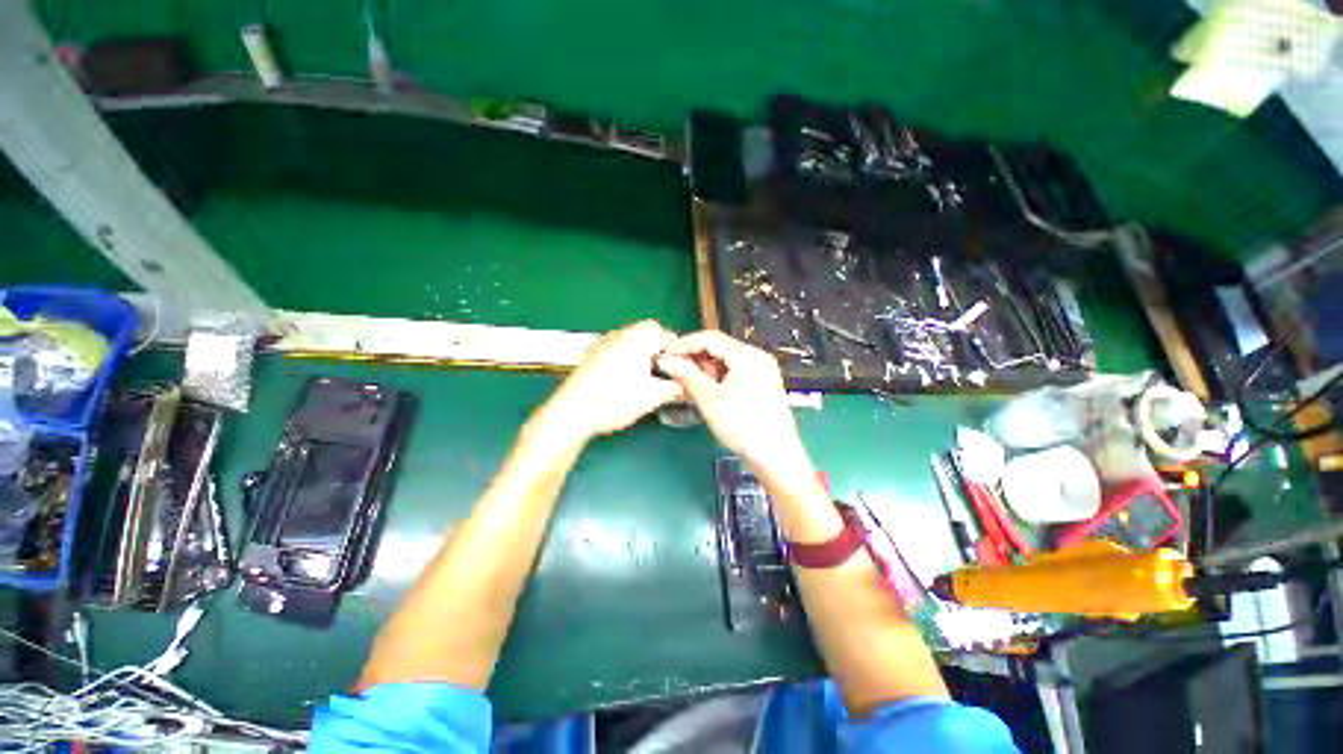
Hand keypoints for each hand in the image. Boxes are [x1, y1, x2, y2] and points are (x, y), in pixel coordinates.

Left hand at [540, 320, 683, 441]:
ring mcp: (606, 342)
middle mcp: (622, 334)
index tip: (682, 370)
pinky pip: (620, 348)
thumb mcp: (652, 397)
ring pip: (634, 341)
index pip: (669, 335)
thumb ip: (675, 389)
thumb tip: (688, 388)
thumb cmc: (614, 400)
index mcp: (639, 338)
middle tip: (666, 374)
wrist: (573, 412)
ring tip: (648, 379)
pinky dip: (629, 359)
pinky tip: (628, 380)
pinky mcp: (595, 353)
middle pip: (650, 334)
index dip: (679, 353)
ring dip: (645, 354)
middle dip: (661, 352)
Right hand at [657, 331, 816, 490]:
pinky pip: (735, 371)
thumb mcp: (709, 399)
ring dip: (705, 368)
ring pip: (726, 360)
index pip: (709, 338)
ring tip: (689, 384)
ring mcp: (762, 370)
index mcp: (747, 355)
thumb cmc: (742, 426)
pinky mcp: (763, 383)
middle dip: (695, 358)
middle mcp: (757, 356)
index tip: (666, 355)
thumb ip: (686, 375)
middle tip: (675, 371)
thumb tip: (667, 361)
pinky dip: (718, 377)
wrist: (775, 455)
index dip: (684, 344)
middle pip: (719, 347)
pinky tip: (707, 390)